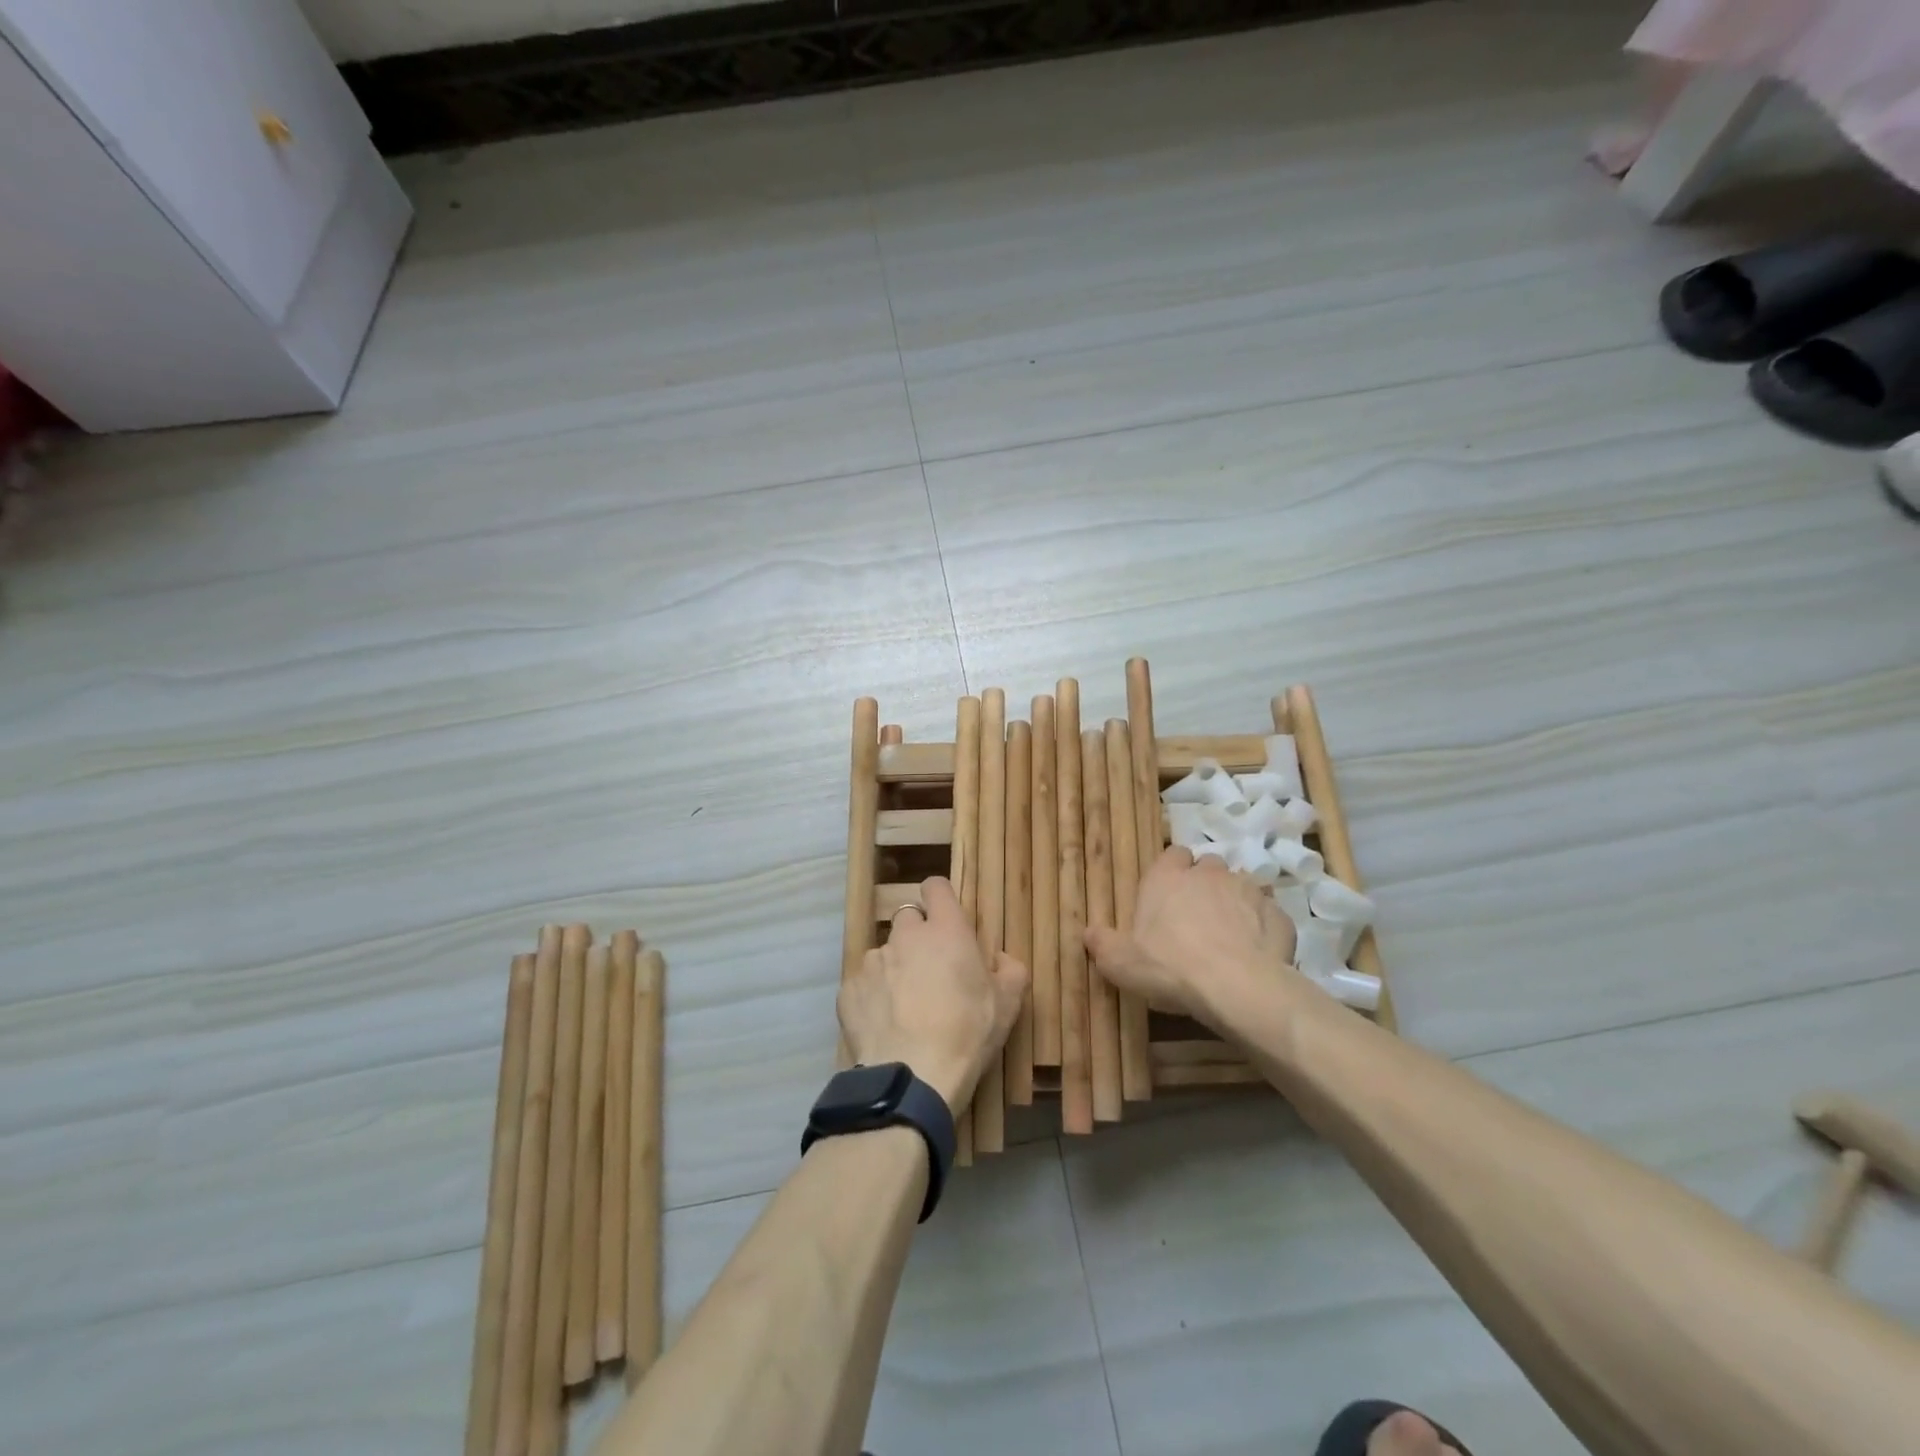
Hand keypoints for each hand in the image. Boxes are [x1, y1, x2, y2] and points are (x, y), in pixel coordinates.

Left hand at [839, 877, 1028, 1114]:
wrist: (912, 1077)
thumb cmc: (967, 1033)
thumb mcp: (1008, 1004)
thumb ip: (1010, 970)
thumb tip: (1000, 959)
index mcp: (945, 930)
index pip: (935, 887)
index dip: (941, 899)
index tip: (947, 919)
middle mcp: (905, 935)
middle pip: (908, 919)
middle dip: (918, 937)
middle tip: (931, 971)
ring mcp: (873, 961)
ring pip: (885, 953)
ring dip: (895, 969)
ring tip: (906, 1007)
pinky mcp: (849, 990)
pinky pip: (864, 984)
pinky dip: (873, 997)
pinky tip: (885, 1025)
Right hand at [1083, 846, 1297, 1023]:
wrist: (1236, 987)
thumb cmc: (1169, 967)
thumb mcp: (1120, 963)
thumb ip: (1103, 943)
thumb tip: (1089, 933)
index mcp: (1167, 878)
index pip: (1172, 854)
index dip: (1173, 871)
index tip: (1170, 894)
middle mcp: (1208, 874)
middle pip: (1208, 866)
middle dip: (1205, 884)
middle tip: (1198, 917)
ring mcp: (1247, 891)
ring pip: (1240, 887)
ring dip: (1235, 904)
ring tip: (1229, 936)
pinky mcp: (1278, 915)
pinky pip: (1268, 915)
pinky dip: (1262, 928)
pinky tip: (1256, 953)